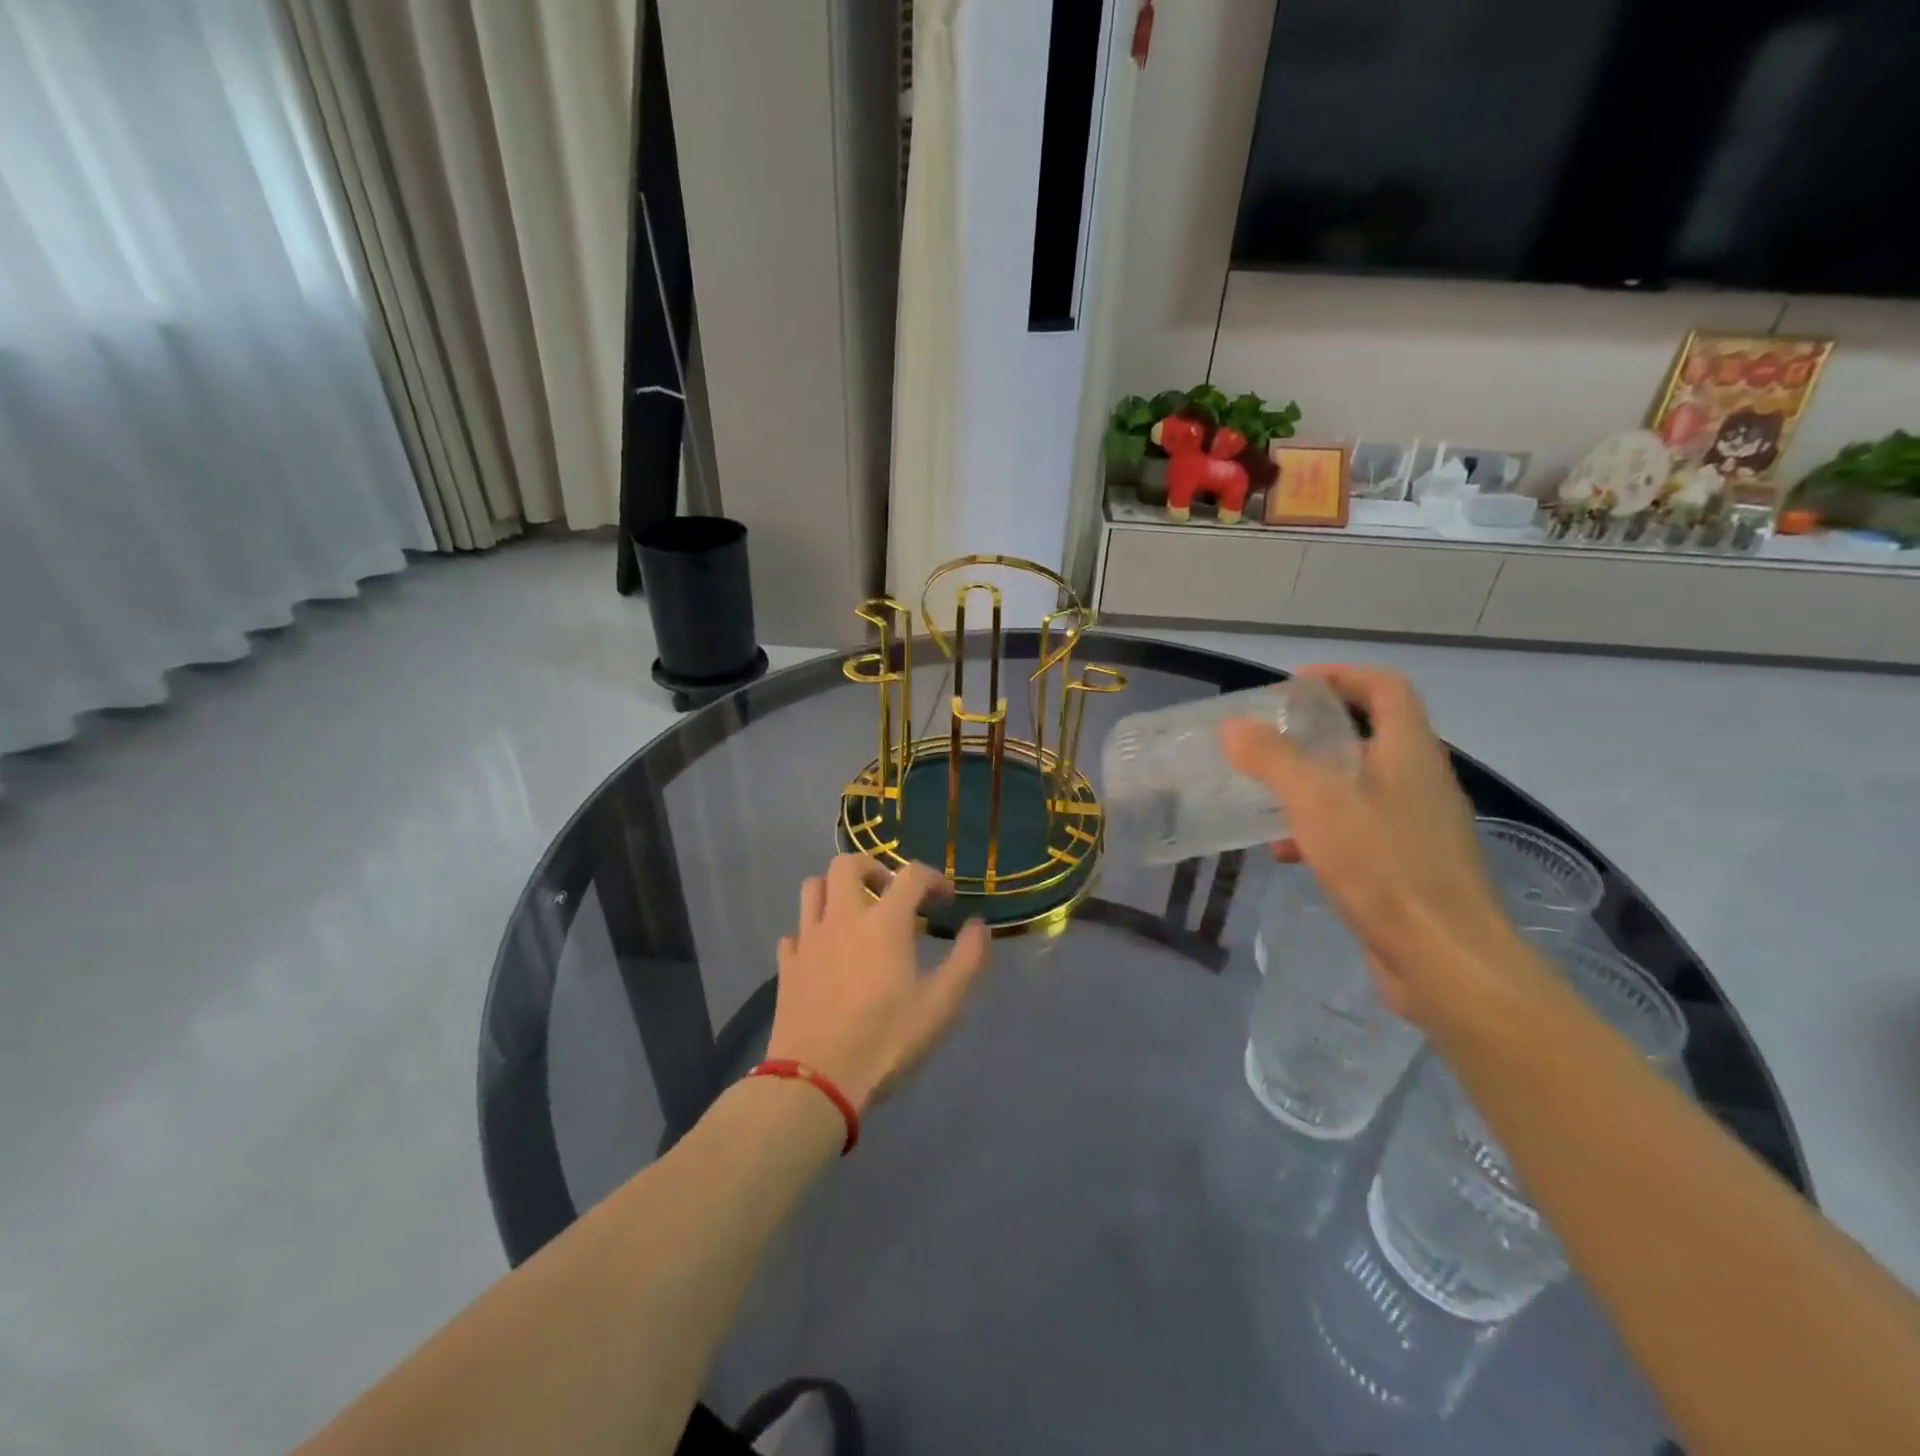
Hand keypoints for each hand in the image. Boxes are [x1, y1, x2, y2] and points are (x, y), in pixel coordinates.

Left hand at [765, 855, 990, 1110]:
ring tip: (855, 914)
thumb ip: (967, 960)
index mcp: (884, 922)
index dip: (933, 878)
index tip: (945, 899)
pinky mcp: (787, 965)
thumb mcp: (941, 1006)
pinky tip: (825, 953)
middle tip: (890, 894)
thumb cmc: (885, 1041)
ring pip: (812, 888)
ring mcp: (809, 940)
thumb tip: (978, 926)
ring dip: (835, 890)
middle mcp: (842, 918)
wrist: (816, 1081)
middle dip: (873, 868)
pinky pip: (795, 932)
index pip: (911, 874)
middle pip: (847, 864)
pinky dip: (811, 931)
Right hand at [1218, 665, 1519, 1027]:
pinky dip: (1321, 828)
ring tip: (1266, 794)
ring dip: (1314, 783)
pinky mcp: (1409, 866)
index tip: (1294, 685)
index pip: (1384, 688)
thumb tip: (1233, 726)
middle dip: (1318, 732)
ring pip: (1360, 786)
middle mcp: (1420, 781)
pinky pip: (1360, 829)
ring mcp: (1418, 826)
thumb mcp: (1316, 803)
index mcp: (1409, 752)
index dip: (1341, 675)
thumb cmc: (1383, 865)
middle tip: (1270, 738)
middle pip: (1371, 735)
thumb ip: (1272, 760)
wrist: (1445, 959)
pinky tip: (1285, 852)